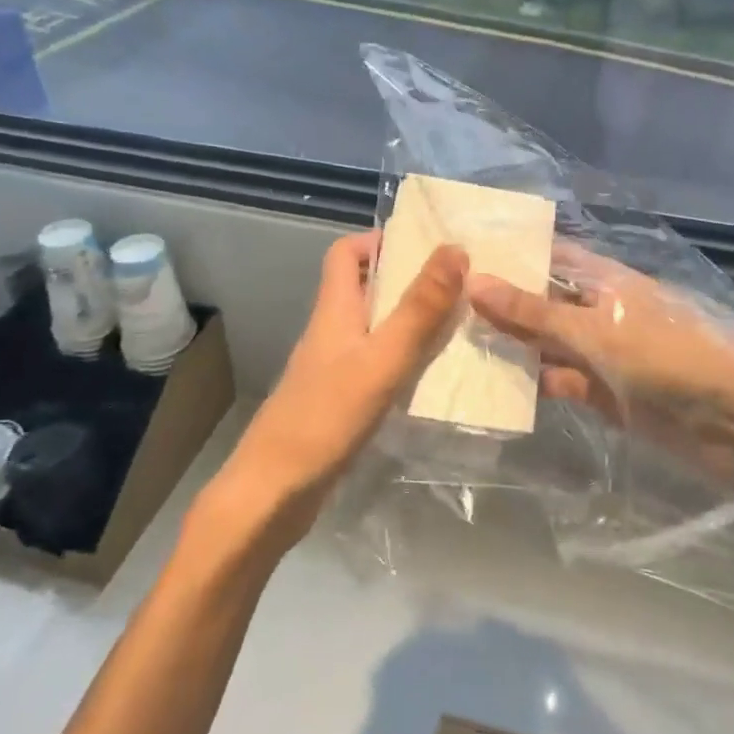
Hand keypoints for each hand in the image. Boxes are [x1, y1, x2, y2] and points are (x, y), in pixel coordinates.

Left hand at [210, 233, 466, 542]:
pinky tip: (435, 376)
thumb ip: (418, 308)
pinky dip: (405, 359)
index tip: (425, 243)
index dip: (379, 239)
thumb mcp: (381, 359)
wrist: (273, 494)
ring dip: (411, 320)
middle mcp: (331, 332)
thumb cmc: (326, 418)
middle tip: (459, 282)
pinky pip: (377, 364)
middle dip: (407, 279)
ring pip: (375, 328)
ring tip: (460, 323)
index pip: (345, 253)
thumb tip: (453, 249)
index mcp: (334, 310)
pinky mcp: (340, 402)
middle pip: (364, 288)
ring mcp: (333, 369)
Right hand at [467, 244, 733, 498]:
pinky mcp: (602, 391)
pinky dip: (532, 381)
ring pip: (546, 342)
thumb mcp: (594, 329)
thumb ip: (533, 312)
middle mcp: (597, 309)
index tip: (458, 253)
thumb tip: (473, 280)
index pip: (547, 255)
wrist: (731, 421)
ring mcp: (600, 351)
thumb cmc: (665, 356)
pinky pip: (558, 380)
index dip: (508, 253)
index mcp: (601, 279)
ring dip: (511, 344)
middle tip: (439, 300)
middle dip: (500, 302)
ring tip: (451, 340)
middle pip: (541, 300)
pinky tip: (490, 383)